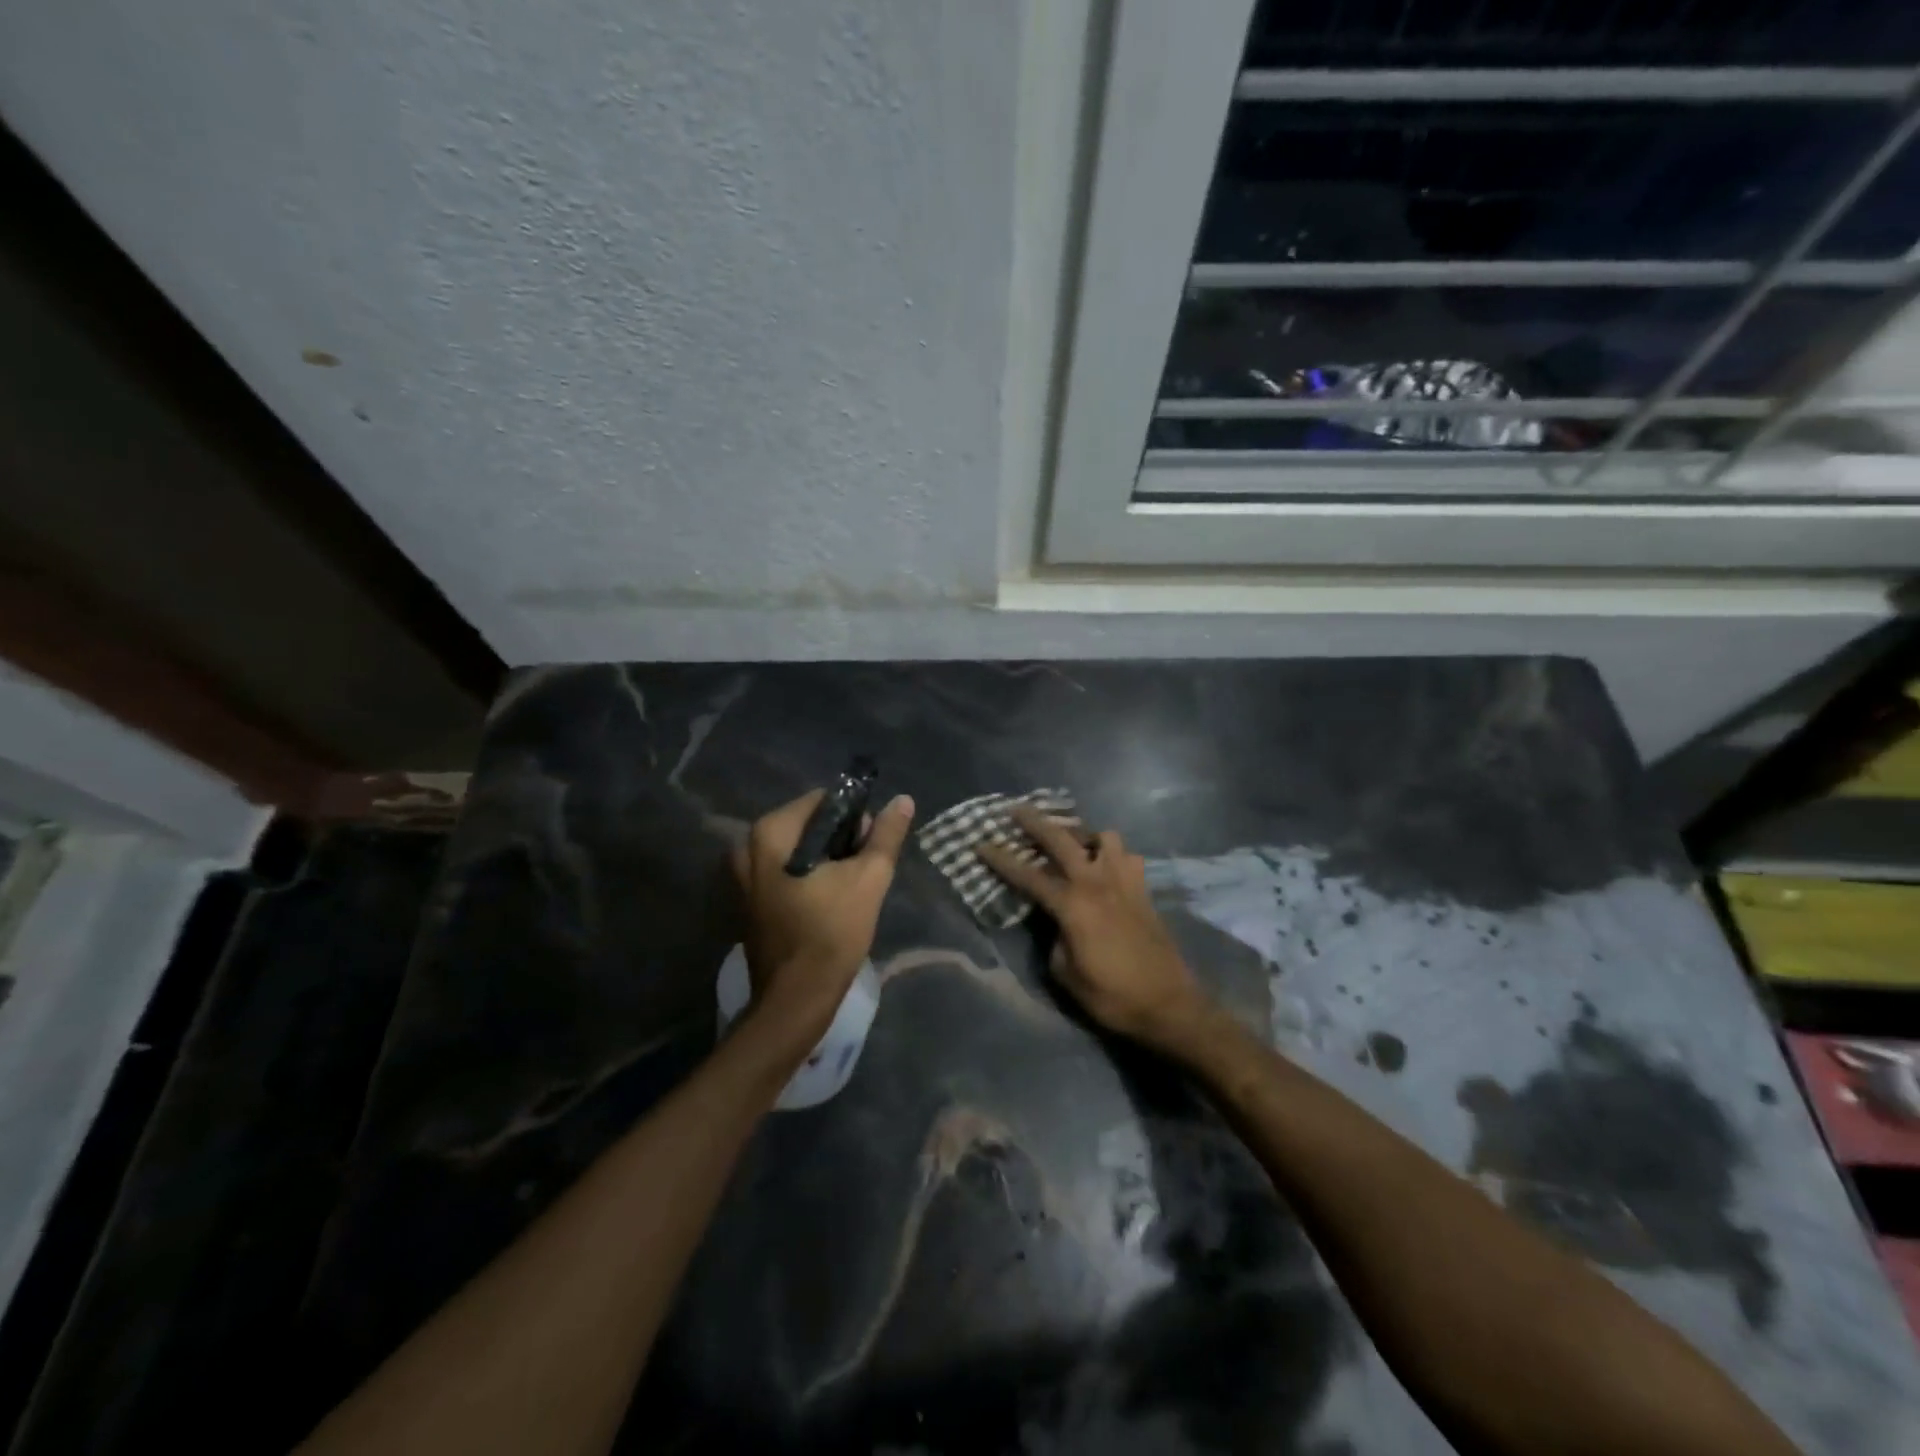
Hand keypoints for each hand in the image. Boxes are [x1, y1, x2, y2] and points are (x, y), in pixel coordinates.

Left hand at [732, 789, 914, 1037]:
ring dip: (827, 863)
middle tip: (863, 871)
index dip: (854, 818)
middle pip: (809, 826)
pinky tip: (829, 904)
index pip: (822, 801)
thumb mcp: (868, 878)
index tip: (870, 847)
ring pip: (799, 851)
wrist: (795, 1001)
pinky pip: (786, 874)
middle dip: (841, 842)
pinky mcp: (748, 902)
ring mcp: (742, 877)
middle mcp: (746, 847)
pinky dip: (809, 880)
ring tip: (851, 889)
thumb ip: (886, 835)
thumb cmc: (831, 933)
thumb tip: (903, 800)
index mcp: (770, 833)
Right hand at [976, 807, 1211, 1054]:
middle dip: (1035, 822)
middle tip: (1016, 810)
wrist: (1169, 1005)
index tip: (980, 843)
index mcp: (1073, 905)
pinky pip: (1128, 857)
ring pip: (1104, 837)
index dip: (1001, 859)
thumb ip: (1054, 939)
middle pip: (1062, 839)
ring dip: (1084, 835)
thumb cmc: (1112, 996)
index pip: (1028, 875)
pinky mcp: (1143, 891)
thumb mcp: (1066, 974)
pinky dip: (1114, 855)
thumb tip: (1056, 923)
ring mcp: (1124, 882)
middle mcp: (1097, 883)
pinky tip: (1107, 868)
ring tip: (1073, 844)